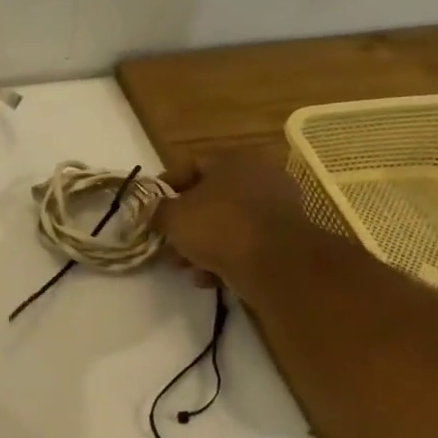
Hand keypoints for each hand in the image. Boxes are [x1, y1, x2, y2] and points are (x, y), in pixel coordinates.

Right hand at [154, 153, 313, 293]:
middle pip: (209, 198)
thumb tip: (156, 212)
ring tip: (186, 267)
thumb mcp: (172, 217)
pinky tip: (209, 277)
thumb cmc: (218, 226)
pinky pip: (246, 243)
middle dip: (185, 223)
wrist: (276, 264)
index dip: (165, 188)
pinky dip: (226, 257)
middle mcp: (258, 177)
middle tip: (167, 242)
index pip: (190, 166)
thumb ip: (158, 211)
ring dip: (203, 245)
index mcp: (231, 160)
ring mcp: (276, 207)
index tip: (151, 209)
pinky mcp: (286, 238)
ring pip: (227, 224)